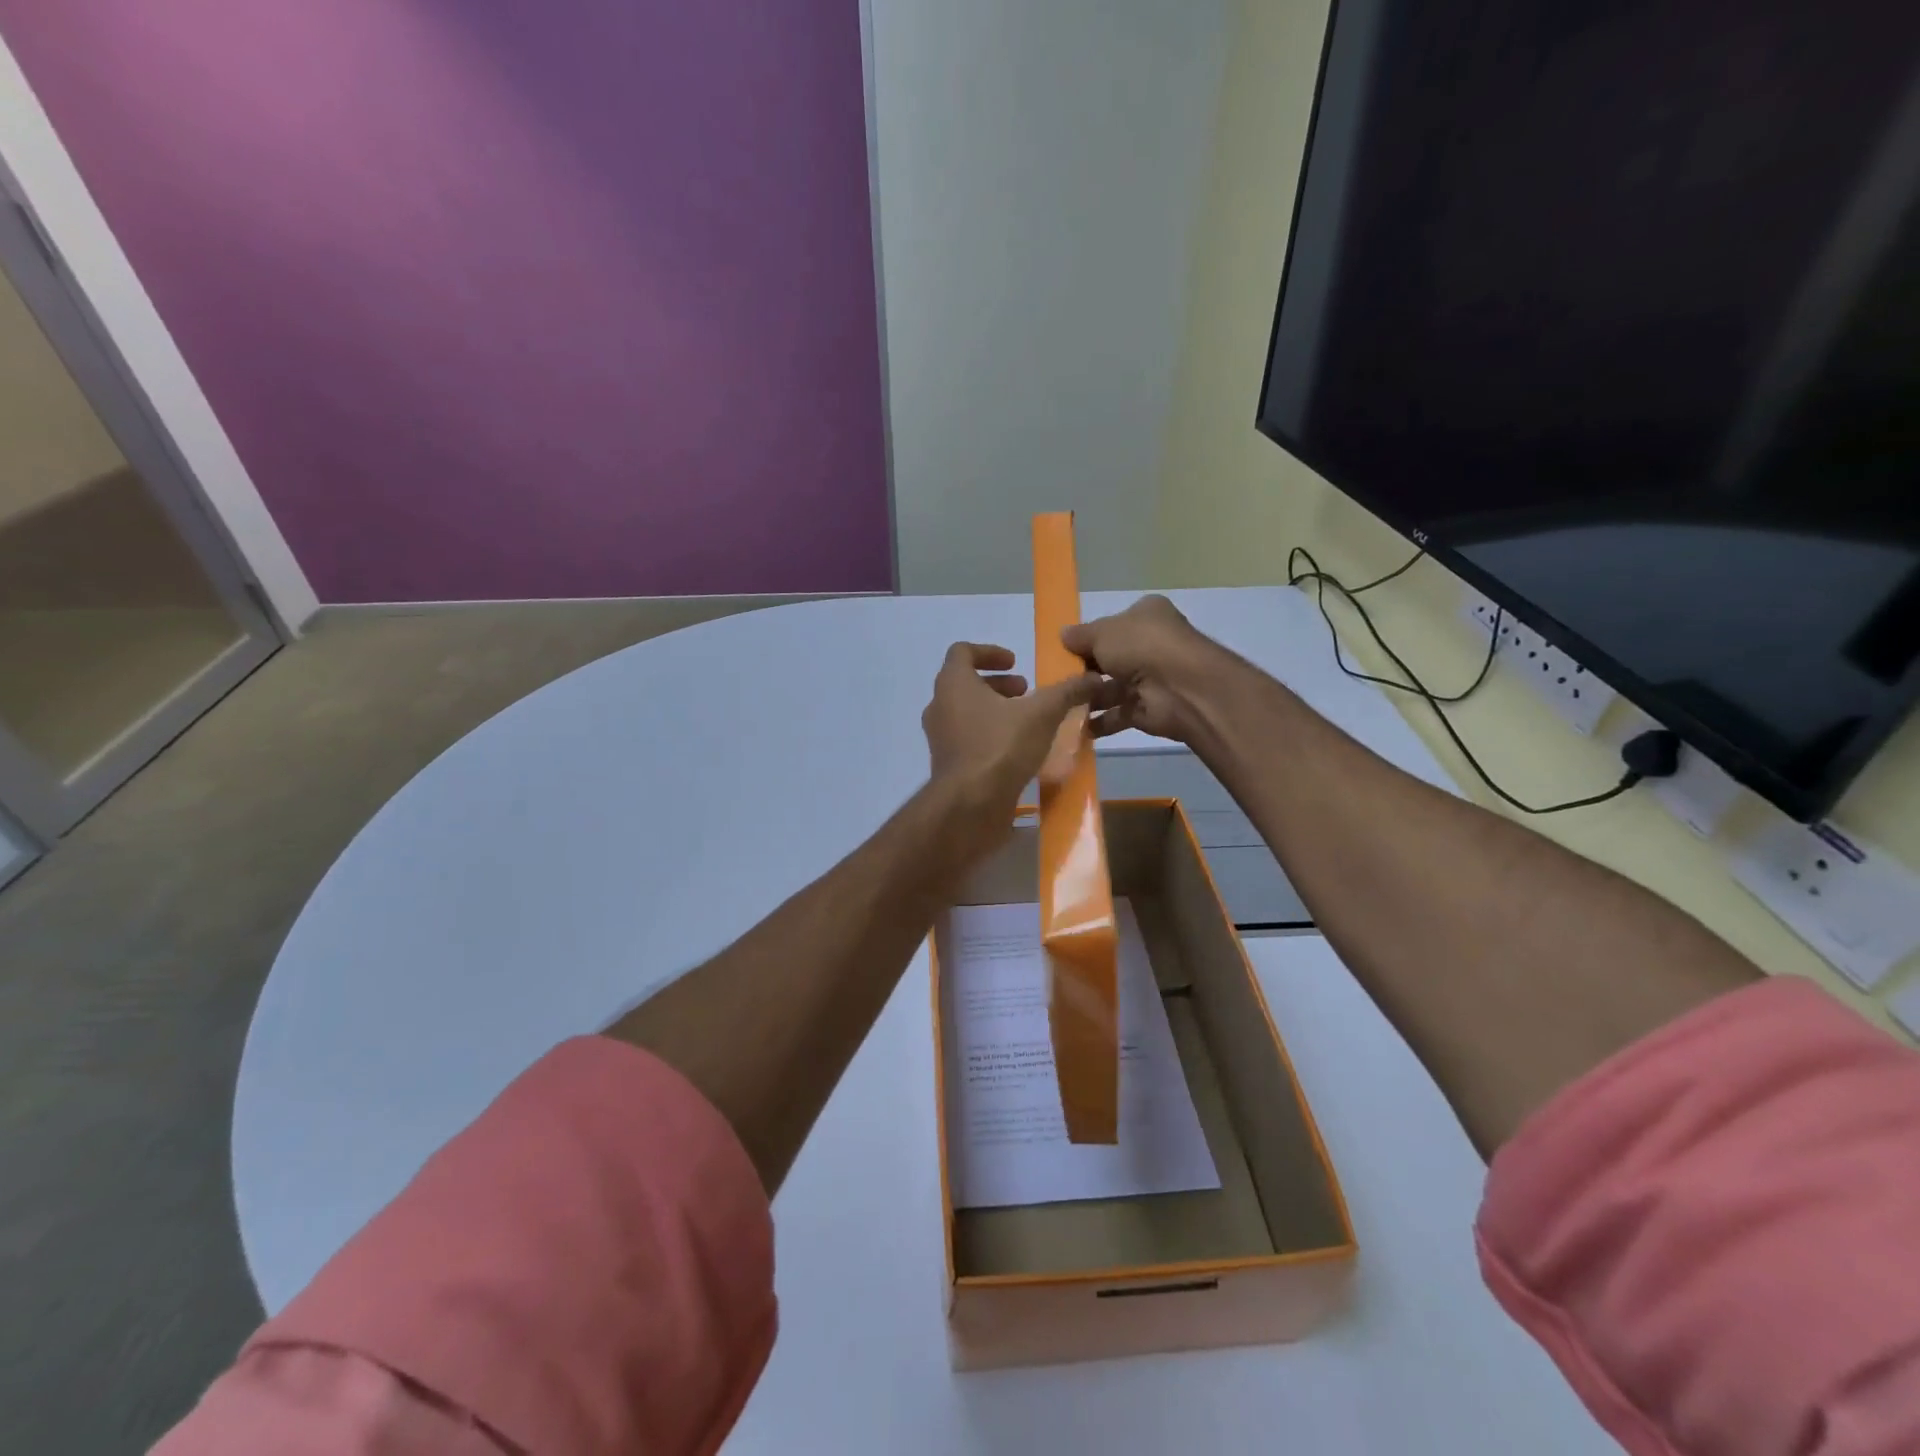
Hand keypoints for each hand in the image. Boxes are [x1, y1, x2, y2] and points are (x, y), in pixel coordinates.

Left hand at [922, 643, 1100, 839]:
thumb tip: (1093, 678)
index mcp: (953, 683)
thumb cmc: (1000, 747)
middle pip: (965, 683)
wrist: (970, 805)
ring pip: (966, 712)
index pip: (963, 651)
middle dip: (998, 685)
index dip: (990, 652)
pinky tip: (1018, 750)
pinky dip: (990, 735)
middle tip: (1026, 692)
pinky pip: (968, 739)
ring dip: (995, 710)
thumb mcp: (1041, 714)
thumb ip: (1066, 692)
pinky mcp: (948, 765)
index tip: (1016, 663)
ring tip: (1026, 721)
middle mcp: (939, 706)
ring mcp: (940, 738)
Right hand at [1063, 595, 1224, 744]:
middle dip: (1085, 671)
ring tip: (1059, 705)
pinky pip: (1118, 715)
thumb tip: (1062, 635)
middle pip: (1110, 659)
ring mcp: (1152, 679)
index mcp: (1146, 616)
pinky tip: (1074, 726)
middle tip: (1056, 681)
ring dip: (1088, 698)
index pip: (1112, 626)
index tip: (1063, 651)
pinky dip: (1098, 722)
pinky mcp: (1149, 710)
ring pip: (1112, 689)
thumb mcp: (1103, 632)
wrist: (1180, 688)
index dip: (1088, 638)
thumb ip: (1080, 636)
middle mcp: (1152, 645)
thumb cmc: (1141, 646)